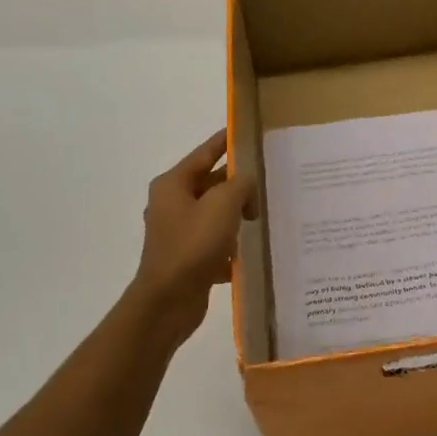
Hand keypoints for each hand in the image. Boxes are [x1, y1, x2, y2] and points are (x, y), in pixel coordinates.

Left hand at [130, 130, 256, 343]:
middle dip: (238, 184)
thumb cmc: (193, 246)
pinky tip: (249, 249)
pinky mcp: (186, 256)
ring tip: (263, 216)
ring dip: (236, 215)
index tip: (247, 133)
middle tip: (268, 181)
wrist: (168, 302)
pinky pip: (214, 240)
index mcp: (173, 185)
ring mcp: (178, 231)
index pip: (205, 154)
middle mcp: (171, 204)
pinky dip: (230, 242)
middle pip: (211, 184)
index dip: (226, 142)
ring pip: (215, 213)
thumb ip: (240, 185)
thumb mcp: (222, 206)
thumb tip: (246, 182)